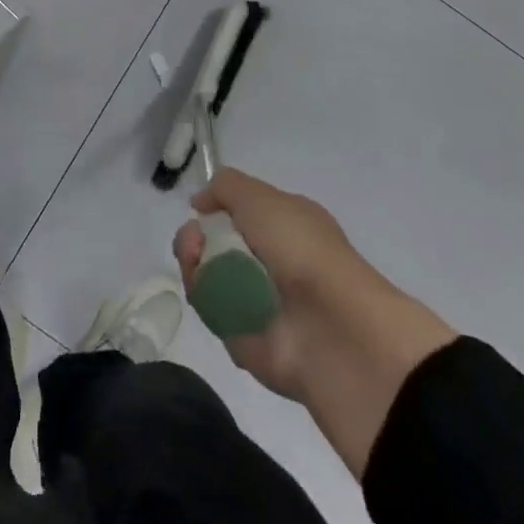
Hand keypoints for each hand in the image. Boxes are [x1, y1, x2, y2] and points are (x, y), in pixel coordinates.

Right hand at [173, 168, 455, 475]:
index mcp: (284, 225)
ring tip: (197, 264)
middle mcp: (271, 260)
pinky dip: (204, 299)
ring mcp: (256, 299)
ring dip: (193, 264)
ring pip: (206, 275)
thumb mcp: (261, 197)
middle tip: (194, 243)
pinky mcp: (244, 336)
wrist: (330, 327)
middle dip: (193, 237)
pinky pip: (211, 311)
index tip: (198, 210)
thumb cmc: (300, 248)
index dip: (214, 209)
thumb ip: (225, 187)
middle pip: (213, 243)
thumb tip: (199, 203)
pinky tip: (207, 293)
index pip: (237, 212)